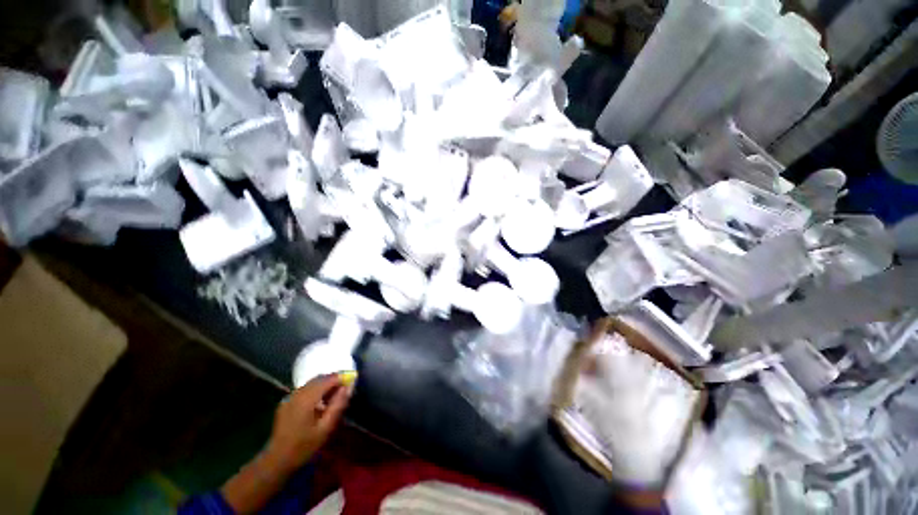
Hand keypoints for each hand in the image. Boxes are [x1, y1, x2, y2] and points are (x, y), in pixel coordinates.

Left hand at [264, 374, 349, 472]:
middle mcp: (297, 394)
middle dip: (333, 380)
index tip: (352, 381)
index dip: (341, 377)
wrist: (277, 461)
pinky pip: (304, 390)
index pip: (328, 379)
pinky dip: (315, 390)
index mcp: (307, 399)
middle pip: (319, 378)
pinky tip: (319, 403)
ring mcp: (290, 398)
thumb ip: (338, 405)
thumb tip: (348, 387)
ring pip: (312, 383)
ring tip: (333, 397)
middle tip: (344, 390)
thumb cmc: (304, 446)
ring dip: (325, 385)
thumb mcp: (325, 428)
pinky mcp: (286, 403)